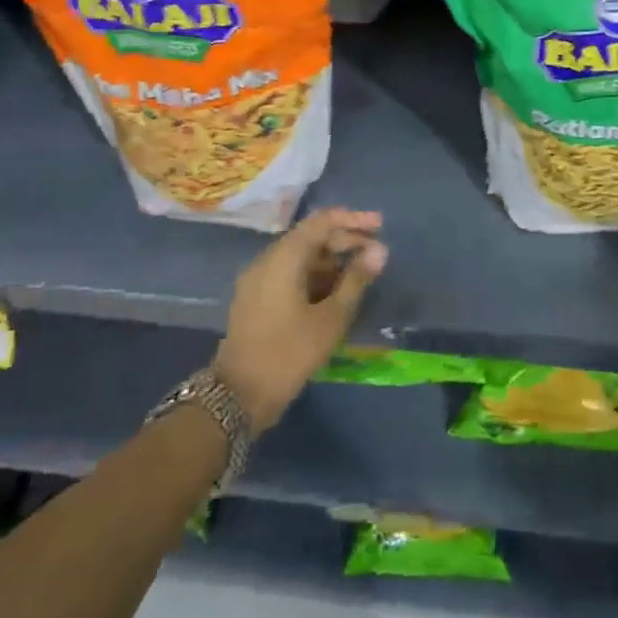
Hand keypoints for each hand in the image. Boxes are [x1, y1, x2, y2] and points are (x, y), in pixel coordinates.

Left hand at [212, 208, 387, 429]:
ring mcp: (258, 281)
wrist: (236, 397)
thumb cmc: (288, 353)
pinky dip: (315, 277)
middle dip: (345, 242)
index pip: (322, 221)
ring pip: (301, 257)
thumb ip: (356, 279)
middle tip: (375, 254)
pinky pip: (290, 274)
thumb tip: (380, 250)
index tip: (380, 225)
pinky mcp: (257, 300)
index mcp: (284, 257)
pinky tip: (336, 293)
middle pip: (311, 237)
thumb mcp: (331, 318)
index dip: (353, 220)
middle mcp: (267, 260)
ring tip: (361, 275)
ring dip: (332, 261)